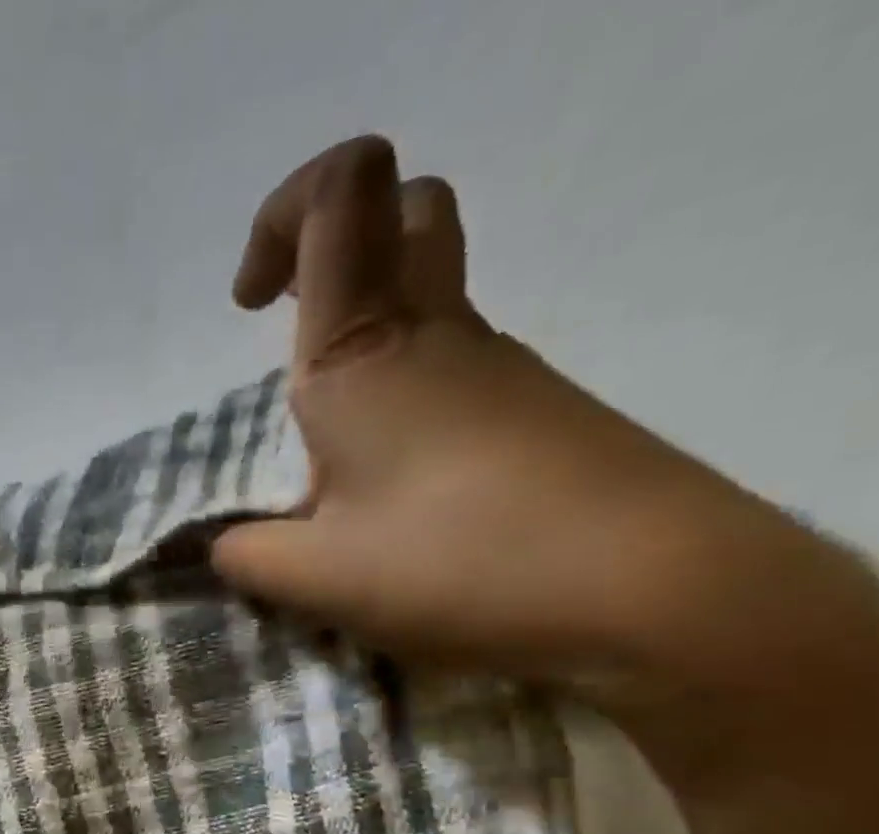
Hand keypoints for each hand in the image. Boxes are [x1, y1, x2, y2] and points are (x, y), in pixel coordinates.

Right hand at [210, 135, 819, 699]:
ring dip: (364, 349)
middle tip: (291, 334)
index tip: (249, 304)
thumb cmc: (459, 561)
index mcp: (365, 352)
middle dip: (335, 248)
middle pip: (405, 213)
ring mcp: (497, 370)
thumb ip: (247, 556)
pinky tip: (393, 497)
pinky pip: (450, 375)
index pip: (339, 193)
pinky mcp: (532, 415)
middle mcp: (436, 334)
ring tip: (330, 462)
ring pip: (428, 301)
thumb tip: (224, 545)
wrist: (655, 594)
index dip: (281, 215)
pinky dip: (403, 405)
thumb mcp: (315, 578)